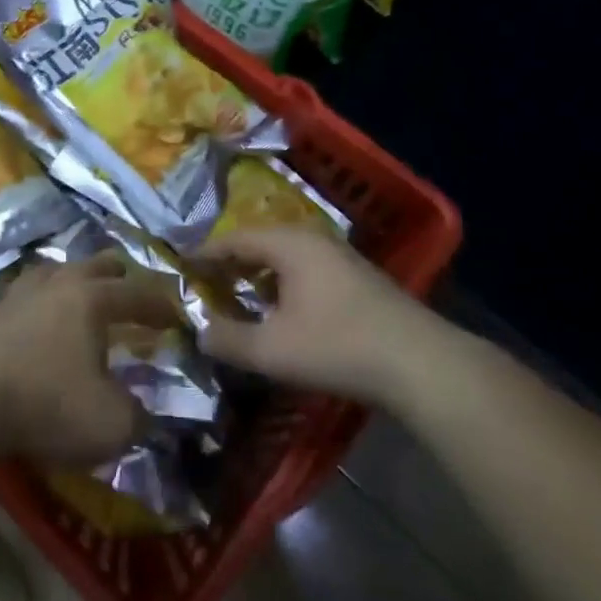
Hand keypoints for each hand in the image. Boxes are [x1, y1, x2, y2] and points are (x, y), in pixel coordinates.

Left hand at [0, 259, 185, 467]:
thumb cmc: (46, 405)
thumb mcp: (110, 425)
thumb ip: (138, 417)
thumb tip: (145, 414)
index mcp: (92, 301)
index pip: (136, 295)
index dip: (160, 306)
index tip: (175, 315)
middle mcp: (56, 285)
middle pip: (93, 266)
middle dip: (117, 275)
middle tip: (127, 286)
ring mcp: (14, 294)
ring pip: (49, 270)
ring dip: (68, 277)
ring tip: (74, 287)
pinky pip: (7, 295)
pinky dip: (20, 300)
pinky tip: (18, 306)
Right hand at [195, 227, 434, 406]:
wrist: (418, 361)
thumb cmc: (337, 346)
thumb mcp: (272, 349)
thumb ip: (229, 339)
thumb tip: (199, 331)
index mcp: (289, 244)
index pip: (235, 239)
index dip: (206, 253)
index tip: (182, 267)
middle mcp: (312, 239)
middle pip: (261, 242)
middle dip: (232, 262)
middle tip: (206, 282)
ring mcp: (339, 256)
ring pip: (285, 256)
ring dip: (259, 274)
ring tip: (238, 295)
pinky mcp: (357, 278)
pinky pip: (305, 269)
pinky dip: (283, 283)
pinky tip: (282, 310)